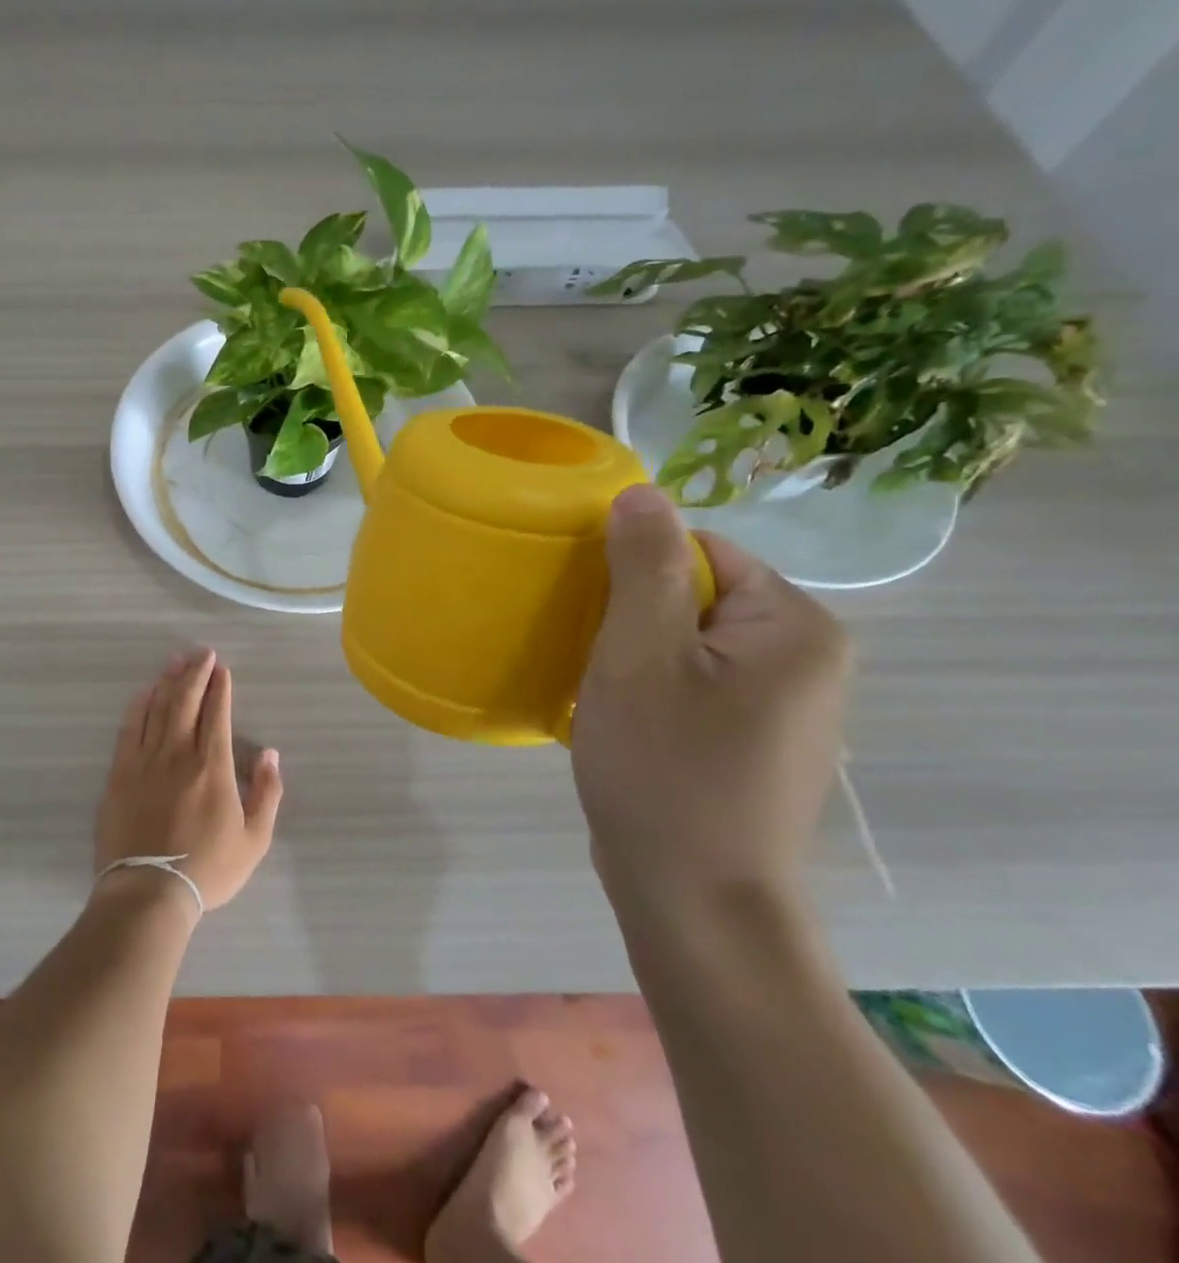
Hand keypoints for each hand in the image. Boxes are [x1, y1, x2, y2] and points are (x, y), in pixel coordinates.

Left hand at [95, 648, 282, 913]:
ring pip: (158, 708)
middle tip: (202, 653)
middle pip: (187, 702)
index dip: (220, 688)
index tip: (222, 669)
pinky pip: (129, 728)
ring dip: (169, 681)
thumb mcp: (254, 840)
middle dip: (196, 673)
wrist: (148, 893)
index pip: (218, 715)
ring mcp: (145, 761)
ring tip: (177, 660)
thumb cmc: (207, 869)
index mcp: (213, 767)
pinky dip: (138, 706)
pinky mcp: (120, 773)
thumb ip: (267, 793)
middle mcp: (179, 754)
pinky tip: (145, 692)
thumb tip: (271, 754)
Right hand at [571, 484, 850, 910]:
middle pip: (697, 595)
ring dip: (633, 655)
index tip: (590, 614)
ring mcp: (783, 707)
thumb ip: (643, 565)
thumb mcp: (641, 654)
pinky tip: (620, 723)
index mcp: (795, 627)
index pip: (703, 551)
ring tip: (598, 691)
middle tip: (591, 658)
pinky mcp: (752, 744)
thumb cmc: (666, 769)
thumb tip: (641, 493)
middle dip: (632, 616)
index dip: (634, 572)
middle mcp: (806, 660)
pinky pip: (692, 685)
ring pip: (687, 643)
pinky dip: (648, 690)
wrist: (696, 903)